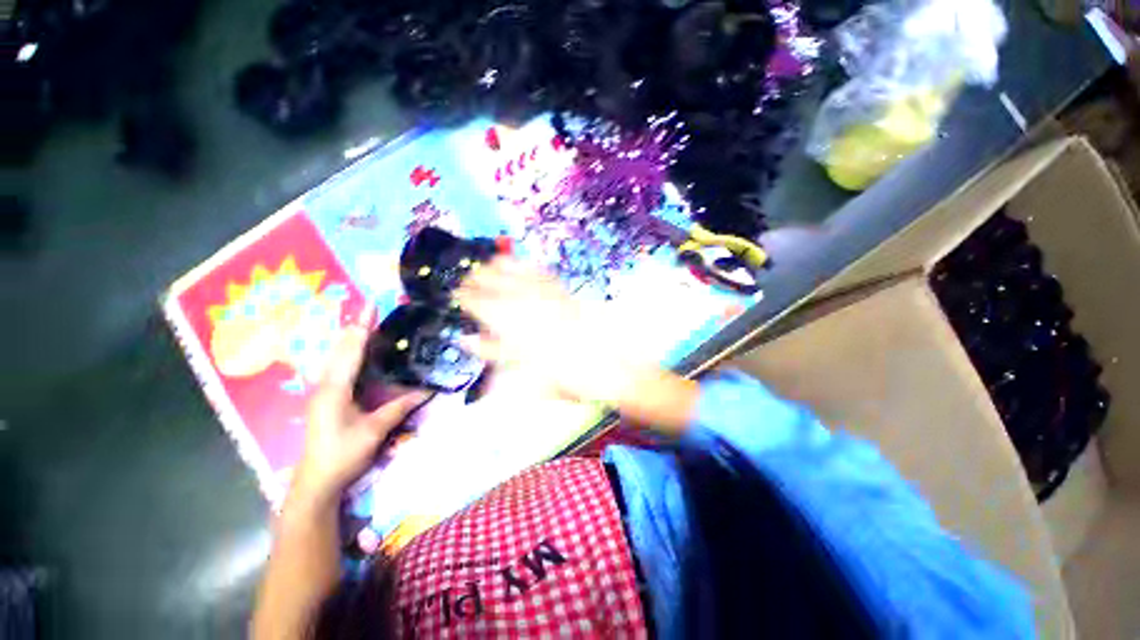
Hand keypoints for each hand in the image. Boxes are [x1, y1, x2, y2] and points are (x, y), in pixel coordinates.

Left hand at [290, 311, 429, 506]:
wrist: (317, 481)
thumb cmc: (343, 454)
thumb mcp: (374, 430)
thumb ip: (399, 407)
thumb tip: (427, 390)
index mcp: (335, 389)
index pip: (351, 351)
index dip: (363, 328)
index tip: (371, 307)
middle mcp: (325, 385)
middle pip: (341, 348)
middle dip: (356, 326)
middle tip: (370, 307)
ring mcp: (322, 391)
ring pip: (335, 356)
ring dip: (350, 337)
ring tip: (365, 321)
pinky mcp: (326, 398)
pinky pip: (337, 367)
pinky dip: (347, 352)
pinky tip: (354, 350)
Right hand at [455, 258, 644, 404]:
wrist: (605, 368)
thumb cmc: (565, 377)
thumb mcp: (525, 371)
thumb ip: (494, 352)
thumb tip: (466, 339)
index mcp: (518, 329)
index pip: (485, 309)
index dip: (469, 300)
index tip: (456, 295)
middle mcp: (531, 310)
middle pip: (500, 289)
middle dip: (480, 281)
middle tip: (466, 277)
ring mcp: (550, 300)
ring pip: (520, 278)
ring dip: (502, 269)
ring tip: (488, 262)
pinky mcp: (566, 297)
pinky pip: (546, 277)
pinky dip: (532, 268)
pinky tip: (524, 262)